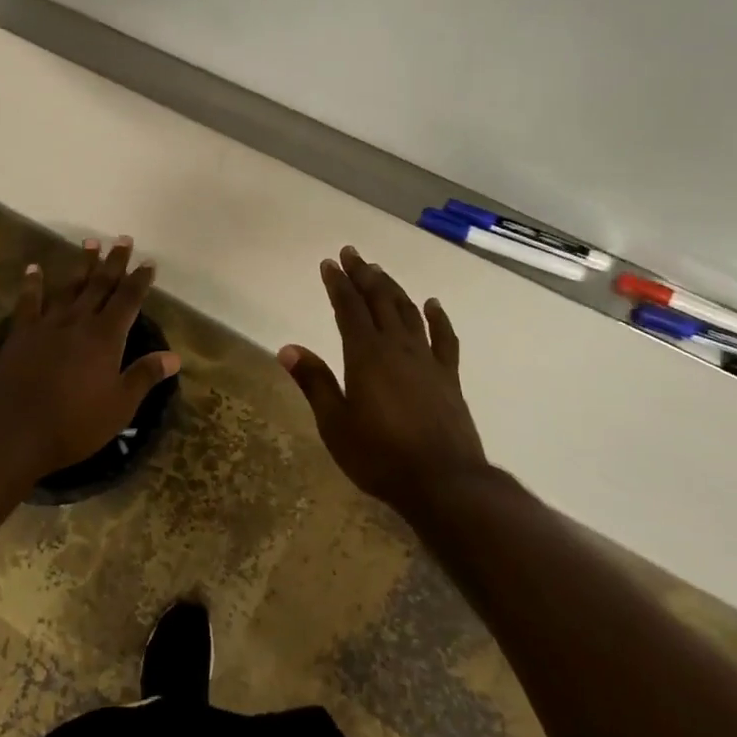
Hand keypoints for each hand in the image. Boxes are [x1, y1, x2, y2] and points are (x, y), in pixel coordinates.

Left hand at [0, 237, 180, 479]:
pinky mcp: (21, 334)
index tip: (148, 262)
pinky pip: (28, 302)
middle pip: (100, 285)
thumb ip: (144, 376)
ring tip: (90, 242)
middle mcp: (78, 322)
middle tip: (123, 240)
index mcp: (106, 338)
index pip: (128, 300)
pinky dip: (33, 283)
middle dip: (114, 262)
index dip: (140, 280)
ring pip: (69, 287)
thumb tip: (174, 356)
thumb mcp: (119, 407)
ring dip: (82, 265)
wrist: (13, 432)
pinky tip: (34, 269)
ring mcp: (47, 325)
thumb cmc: (73, 424)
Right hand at [280, 245, 488, 514]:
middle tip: (352, 253)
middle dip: (363, 274)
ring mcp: (426, 360)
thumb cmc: (380, 456)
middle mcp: (397, 347)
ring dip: (392, 288)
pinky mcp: (448, 377)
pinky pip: (444, 338)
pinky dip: (437, 318)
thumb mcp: (335, 424)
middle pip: (379, 300)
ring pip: (408, 312)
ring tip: (380, 271)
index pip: (348, 308)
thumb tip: (288, 348)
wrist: (443, 482)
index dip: (337, 284)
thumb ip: (314, 382)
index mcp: (366, 355)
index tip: (329, 263)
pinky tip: (433, 304)